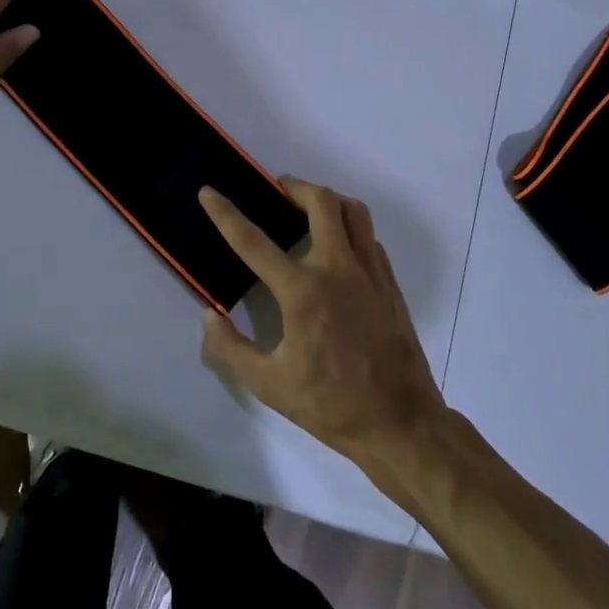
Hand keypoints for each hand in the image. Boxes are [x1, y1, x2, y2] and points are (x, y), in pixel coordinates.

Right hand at [197, 179, 446, 464]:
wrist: (400, 422)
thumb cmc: (331, 404)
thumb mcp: (269, 385)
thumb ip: (231, 348)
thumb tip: (209, 315)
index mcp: (303, 291)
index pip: (254, 242)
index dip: (226, 214)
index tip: (209, 192)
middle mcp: (338, 268)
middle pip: (321, 202)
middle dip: (294, 187)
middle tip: (277, 191)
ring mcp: (370, 272)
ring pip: (353, 211)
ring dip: (328, 200)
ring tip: (308, 209)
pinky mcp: (390, 283)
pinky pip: (369, 237)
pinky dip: (350, 228)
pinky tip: (337, 248)